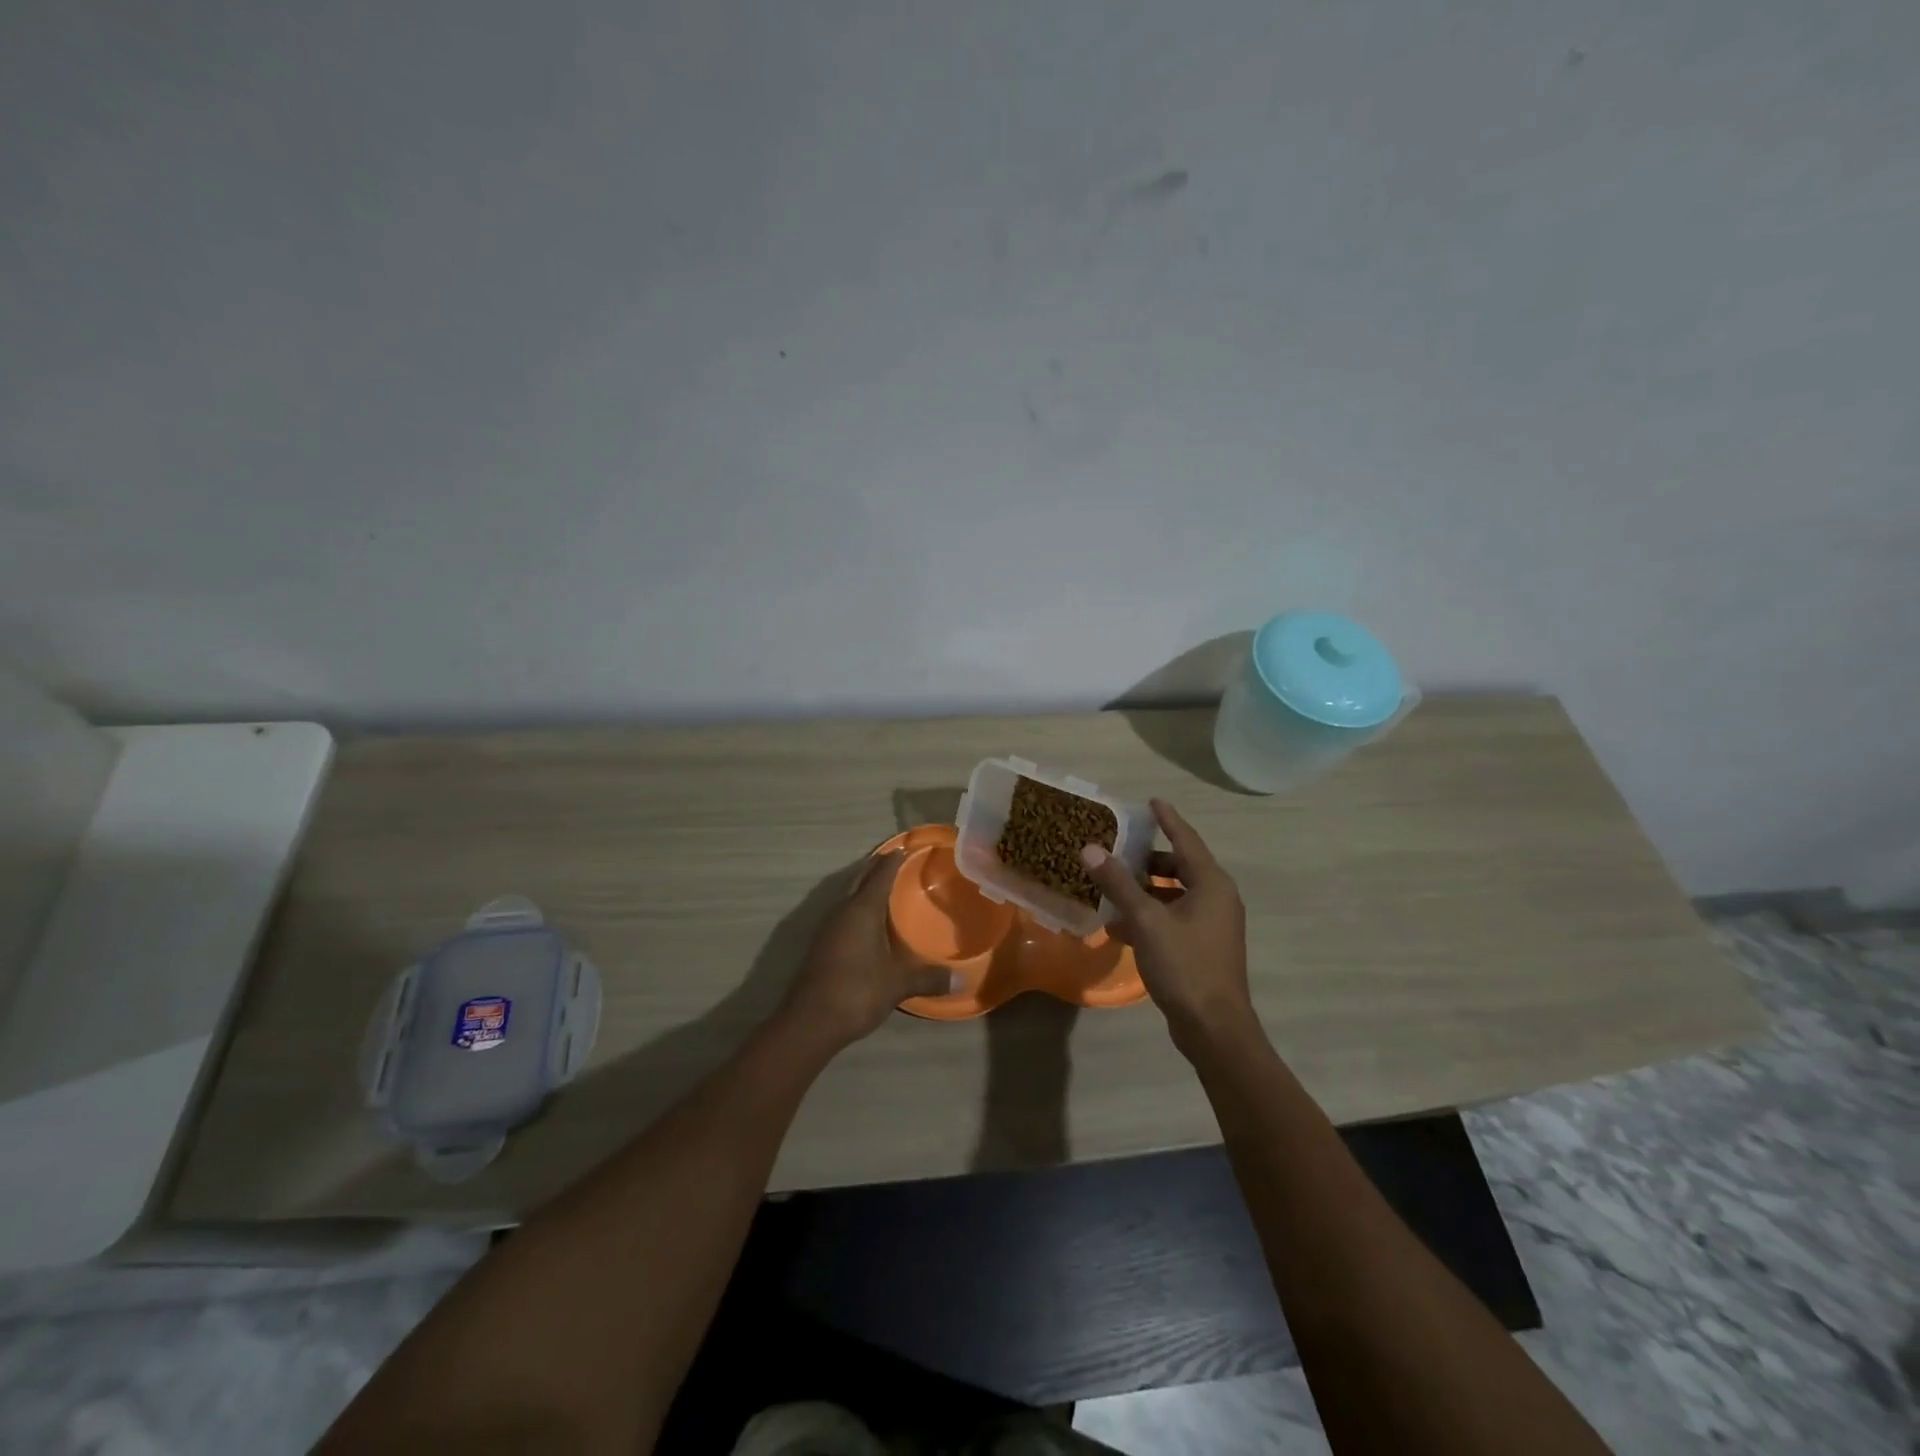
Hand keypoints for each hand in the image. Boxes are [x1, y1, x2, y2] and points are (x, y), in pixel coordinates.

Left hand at [777, 853, 953, 1051]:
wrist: (810, 1022)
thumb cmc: (857, 991)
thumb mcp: (898, 984)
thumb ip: (929, 978)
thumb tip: (962, 980)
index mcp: (862, 910)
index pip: (880, 874)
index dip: (894, 860)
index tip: (906, 847)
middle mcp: (843, 911)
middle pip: (861, 879)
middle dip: (878, 868)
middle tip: (898, 860)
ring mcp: (828, 928)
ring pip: (849, 897)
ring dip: (865, 888)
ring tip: (886, 887)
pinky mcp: (821, 945)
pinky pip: (844, 915)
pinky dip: (858, 909)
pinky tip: (869, 923)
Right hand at [1080, 798, 1254, 1051]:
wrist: (1214, 1027)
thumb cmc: (1184, 965)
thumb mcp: (1146, 920)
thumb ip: (1118, 883)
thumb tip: (1090, 848)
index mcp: (1211, 884)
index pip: (1186, 840)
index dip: (1168, 819)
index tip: (1151, 801)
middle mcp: (1217, 898)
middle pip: (1180, 867)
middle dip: (1149, 859)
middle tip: (1119, 849)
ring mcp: (1213, 925)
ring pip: (1175, 895)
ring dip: (1145, 890)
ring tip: (1112, 887)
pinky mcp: (1204, 947)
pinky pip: (1174, 918)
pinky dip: (1150, 915)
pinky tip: (1119, 926)